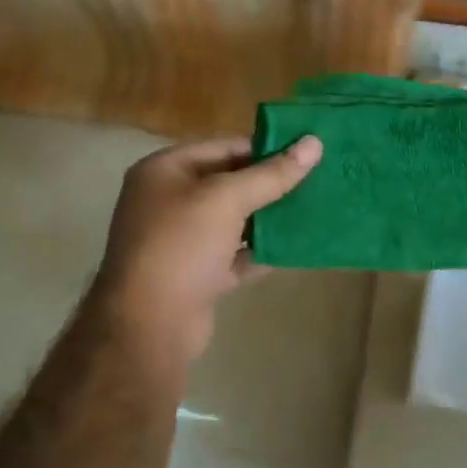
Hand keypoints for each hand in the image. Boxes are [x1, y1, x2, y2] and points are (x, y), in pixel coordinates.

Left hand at [96, 135, 322, 367]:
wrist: (149, 324)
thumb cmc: (181, 246)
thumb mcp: (228, 199)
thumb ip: (272, 173)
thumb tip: (314, 143)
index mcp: (164, 171)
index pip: (223, 147)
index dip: (265, 148)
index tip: (306, 153)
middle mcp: (168, 201)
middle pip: (229, 183)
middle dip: (271, 184)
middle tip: (317, 180)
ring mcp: (181, 241)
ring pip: (234, 221)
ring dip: (269, 217)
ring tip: (313, 210)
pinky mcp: (196, 275)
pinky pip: (236, 255)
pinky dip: (262, 251)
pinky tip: (295, 247)